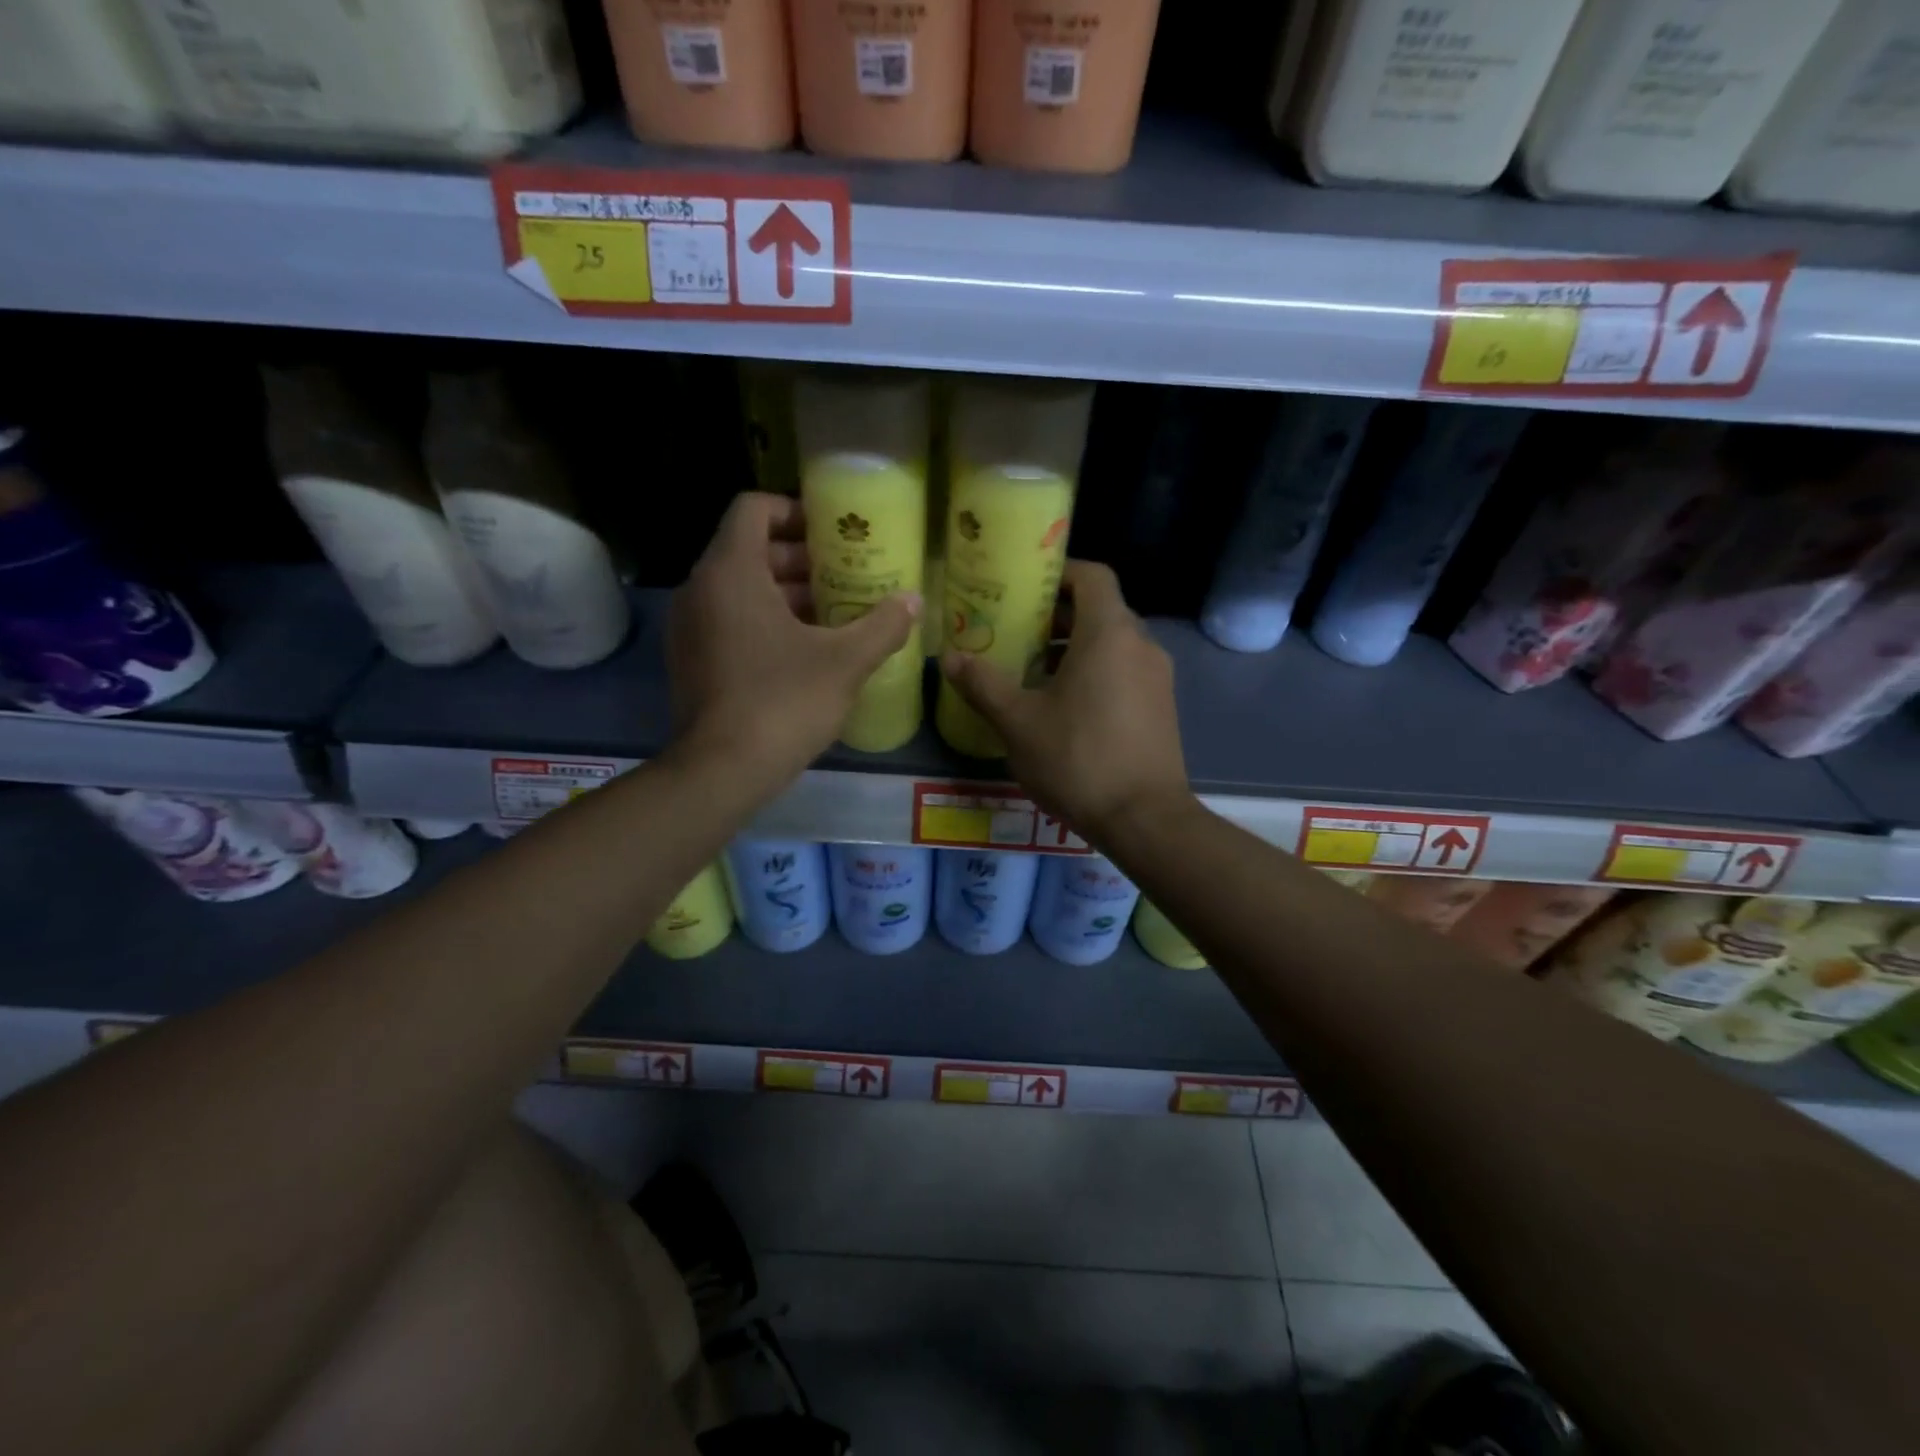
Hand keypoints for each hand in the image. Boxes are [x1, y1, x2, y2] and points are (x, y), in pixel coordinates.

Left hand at [669, 492, 919, 785]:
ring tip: (834, 613)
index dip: (795, 510)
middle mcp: (701, 589)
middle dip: (800, 559)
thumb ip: (883, 625)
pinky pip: (728, 620)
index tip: (833, 533)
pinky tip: (805, 650)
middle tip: (846, 575)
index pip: (754, 508)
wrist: (722, 770)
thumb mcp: (845, 662)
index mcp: (732, 572)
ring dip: (785, 593)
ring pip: (739, 589)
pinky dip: (764, 621)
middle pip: (749, 549)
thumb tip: (914, 601)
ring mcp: (690, 627)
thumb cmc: (784, 702)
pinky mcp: (691, 660)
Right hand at [939, 560, 1189, 841]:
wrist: (1144, 819)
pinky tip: (1063, 705)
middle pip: (1100, 609)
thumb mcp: (1018, 722)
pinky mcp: (1161, 706)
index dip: (1058, 572)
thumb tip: (949, 657)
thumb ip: (983, 684)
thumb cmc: (1078, 759)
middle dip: (1057, 615)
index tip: (1024, 586)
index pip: (1092, 576)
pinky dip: (1095, 671)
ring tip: (1032, 670)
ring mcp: (1156, 677)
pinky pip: (1124, 670)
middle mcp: (1141, 645)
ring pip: (1113, 643)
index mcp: (1109, 634)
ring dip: (1074, 647)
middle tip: (1016, 630)